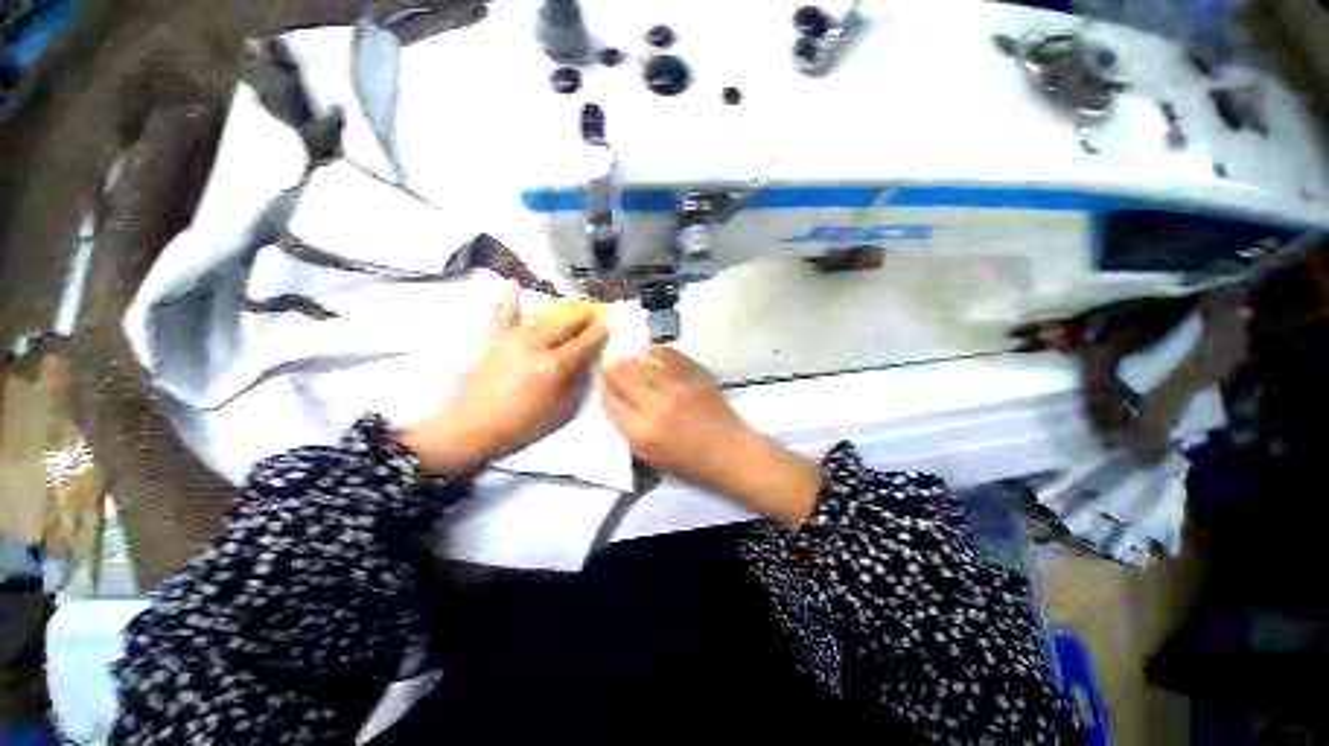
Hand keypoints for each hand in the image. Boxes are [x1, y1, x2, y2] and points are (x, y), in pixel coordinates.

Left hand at [398, 286, 608, 475]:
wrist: (470, 426)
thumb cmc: (521, 424)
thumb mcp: (561, 410)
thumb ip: (577, 383)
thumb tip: (585, 362)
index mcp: (555, 364)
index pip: (584, 342)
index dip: (599, 332)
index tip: (608, 325)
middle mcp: (536, 344)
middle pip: (566, 323)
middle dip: (584, 316)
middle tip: (595, 313)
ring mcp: (512, 337)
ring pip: (542, 315)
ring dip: (560, 309)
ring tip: (571, 304)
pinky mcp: (492, 337)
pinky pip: (503, 313)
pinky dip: (510, 299)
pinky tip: (515, 285)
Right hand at [603, 346, 822, 526]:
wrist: (731, 452)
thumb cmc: (690, 462)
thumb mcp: (650, 455)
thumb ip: (628, 426)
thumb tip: (615, 398)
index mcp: (643, 433)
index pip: (610, 403)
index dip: (606, 391)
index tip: (607, 387)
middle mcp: (656, 406)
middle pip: (622, 376)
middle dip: (613, 371)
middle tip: (613, 368)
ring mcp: (677, 386)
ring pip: (641, 362)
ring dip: (631, 359)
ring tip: (629, 359)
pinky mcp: (695, 374)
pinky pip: (667, 354)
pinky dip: (654, 352)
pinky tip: (648, 353)